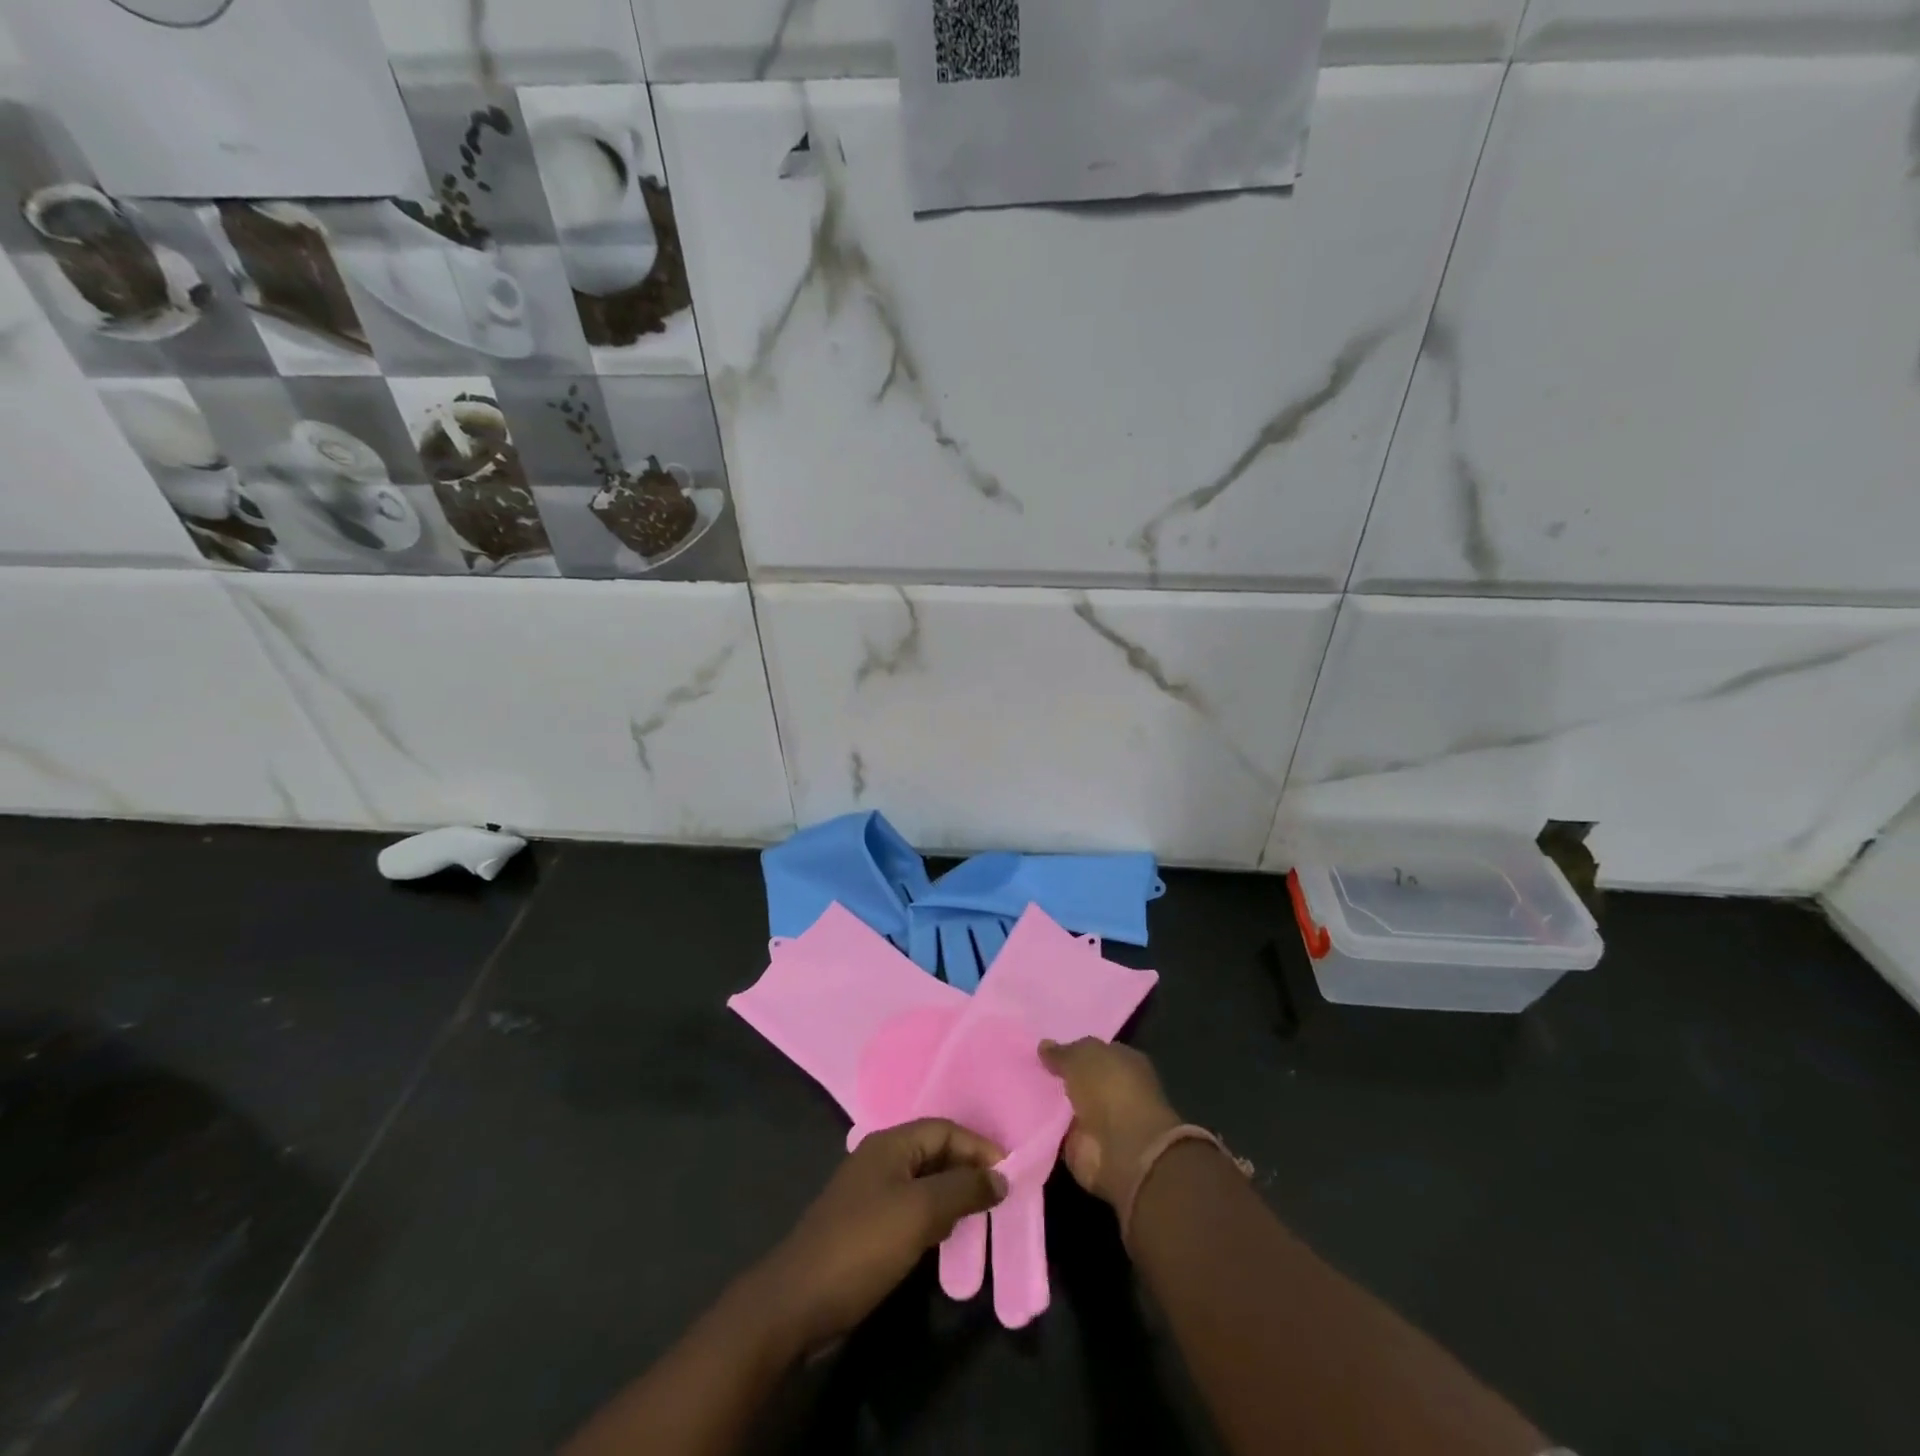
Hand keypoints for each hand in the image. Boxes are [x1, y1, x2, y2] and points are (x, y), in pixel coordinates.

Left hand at [757, 1119, 1006, 1350]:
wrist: (797, 1301)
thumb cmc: (863, 1245)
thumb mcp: (919, 1212)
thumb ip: (962, 1189)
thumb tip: (1000, 1177)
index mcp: (889, 1144)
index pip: (944, 1129)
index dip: (978, 1146)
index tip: (1009, 1172)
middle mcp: (879, 1158)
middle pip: (933, 1151)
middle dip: (967, 1169)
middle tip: (1000, 1194)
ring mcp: (869, 1191)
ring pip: (922, 1180)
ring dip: (952, 1193)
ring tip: (981, 1215)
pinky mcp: (864, 1224)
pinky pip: (909, 1206)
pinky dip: (933, 1214)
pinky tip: (947, 1235)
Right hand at [1039, 1038, 1183, 1209]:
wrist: (1122, 1151)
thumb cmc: (1110, 1090)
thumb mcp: (1082, 1057)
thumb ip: (1062, 1052)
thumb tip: (1044, 1045)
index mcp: (1124, 1062)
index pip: (1094, 1051)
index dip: (1071, 1049)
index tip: (1043, 1048)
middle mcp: (1114, 1090)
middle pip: (1080, 1079)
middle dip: (1057, 1076)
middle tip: (1025, 1067)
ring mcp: (1101, 1122)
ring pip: (1068, 1106)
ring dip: (1049, 1103)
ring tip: (1016, 1089)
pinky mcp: (1086, 1149)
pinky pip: (1059, 1132)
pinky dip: (1045, 1128)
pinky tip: (1022, 1116)